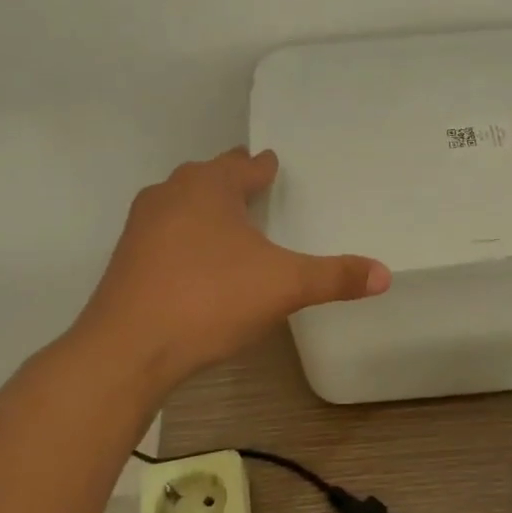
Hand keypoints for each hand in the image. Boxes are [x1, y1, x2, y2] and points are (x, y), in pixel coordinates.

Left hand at [76, 147, 388, 387]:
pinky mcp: (125, 259)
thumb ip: (335, 277)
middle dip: (230, 178)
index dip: (262, 166)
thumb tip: (385, 273)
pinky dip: (183, 235)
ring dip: (203, 205)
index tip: (272, 164)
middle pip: (206, 176)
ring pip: (179, 202)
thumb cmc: (211, 299)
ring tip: (226, 221)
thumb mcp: (285, 286)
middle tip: (254, 186)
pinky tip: (195, 260)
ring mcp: (142, 226)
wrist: (128, 348)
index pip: (243, 164)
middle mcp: (171, 195)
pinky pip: (163, 233)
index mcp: (209, 187)